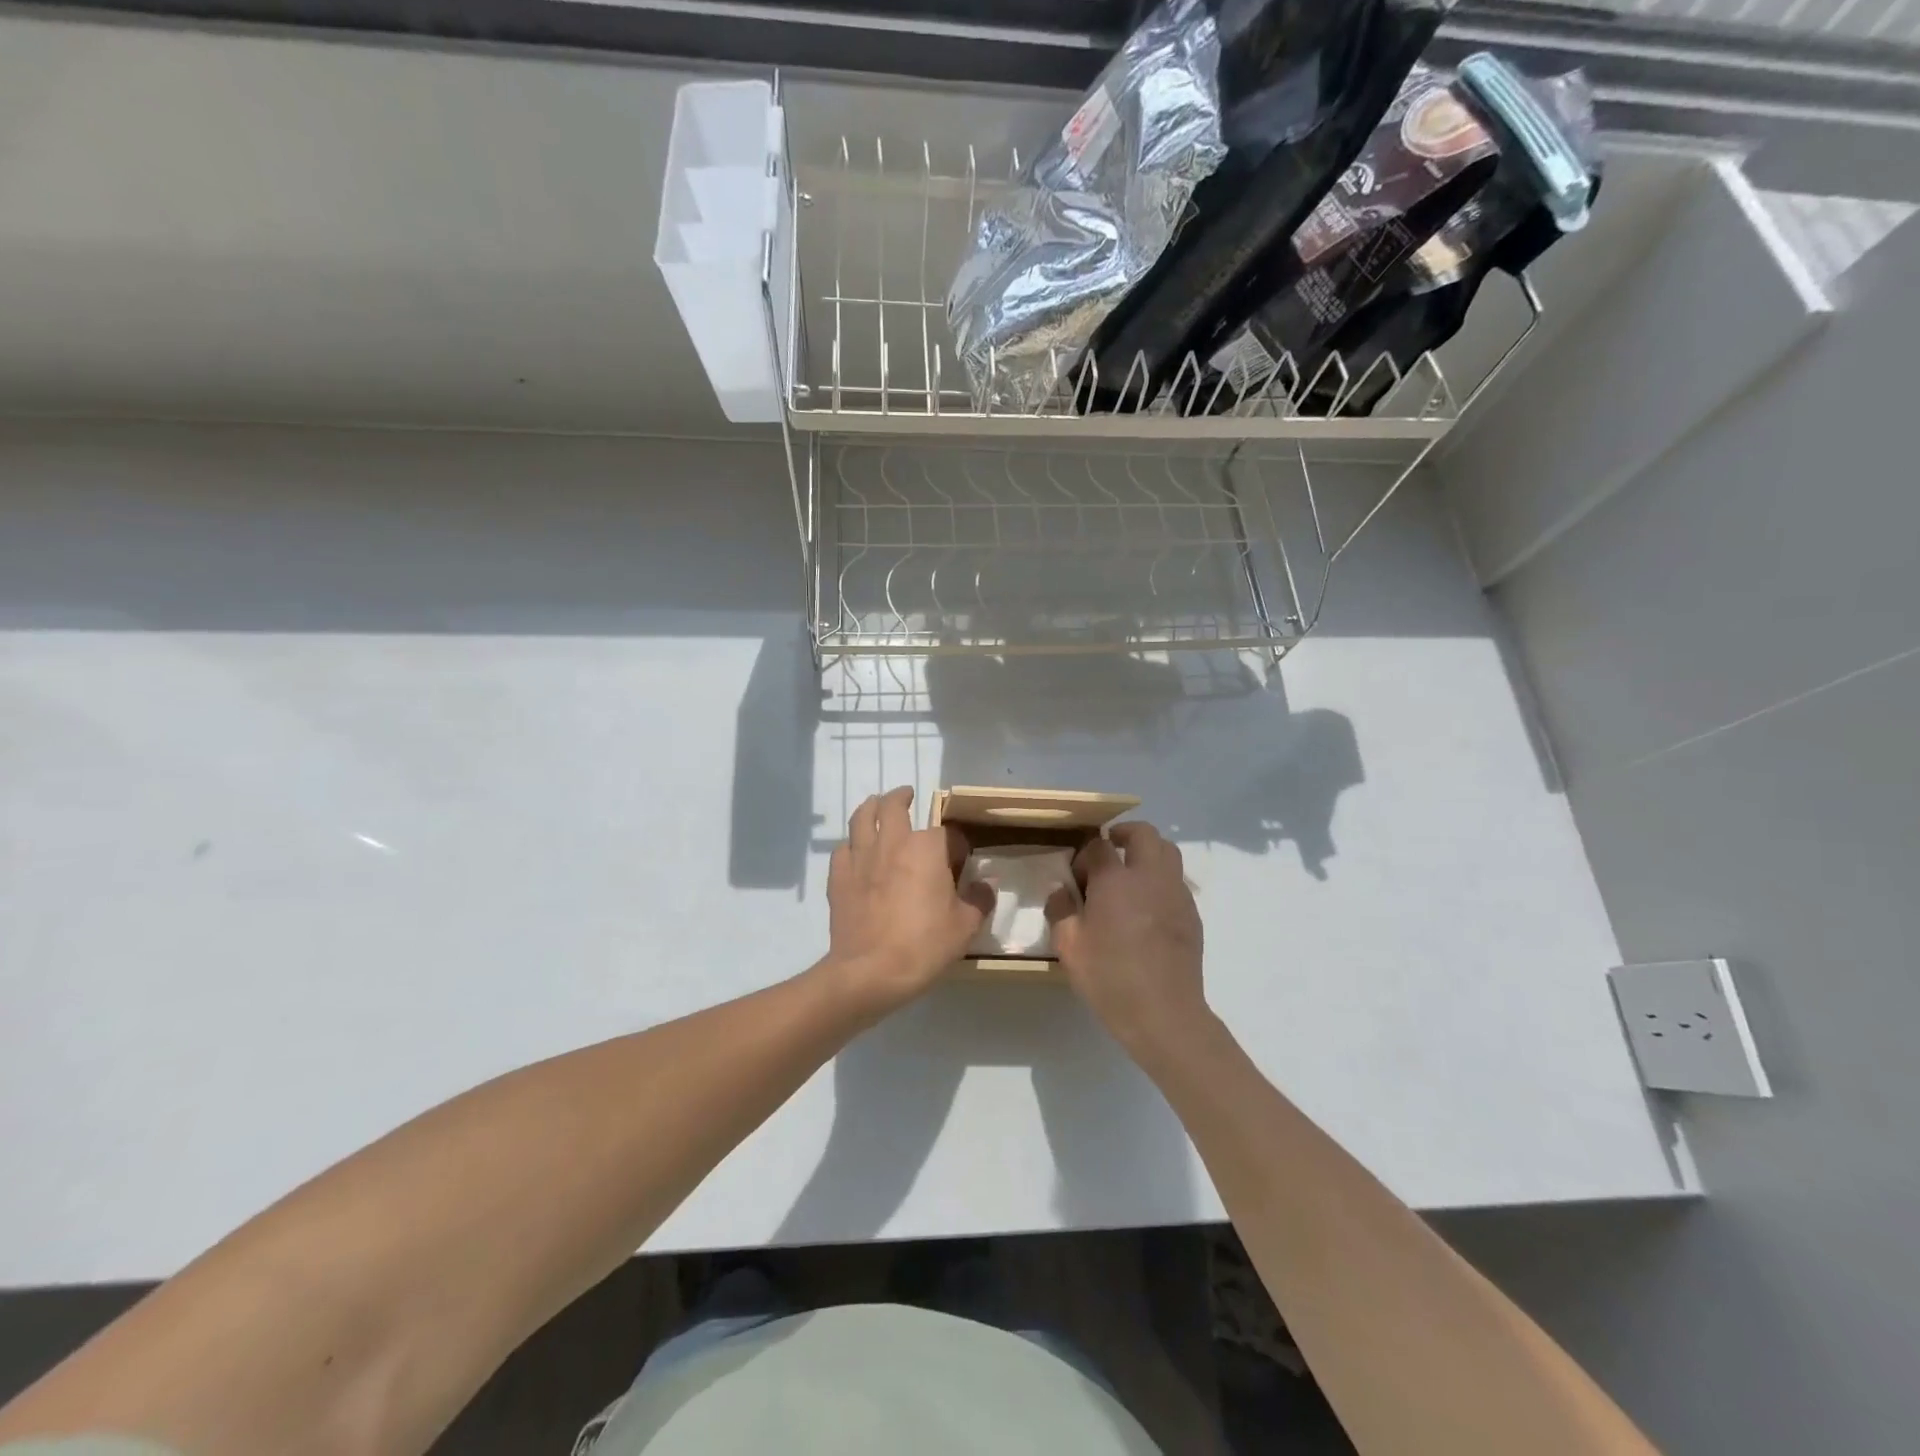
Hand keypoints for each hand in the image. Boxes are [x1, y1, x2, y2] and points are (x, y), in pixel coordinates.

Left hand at [823, 786, 994, 1015]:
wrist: (869, 972)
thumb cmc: (923, 945)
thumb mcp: (965, 926)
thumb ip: (980, 899)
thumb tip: (987, 884)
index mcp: (926, 848)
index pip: (947, 833)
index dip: (956, 845)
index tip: (960, 862)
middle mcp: (892, 842)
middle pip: (893, 806)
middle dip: (902, 797)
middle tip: (907, 796)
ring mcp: (860, 857)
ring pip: (861, 817)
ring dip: (871, 807)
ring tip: (876, 805)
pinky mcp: (838, 877)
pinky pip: (843, 849)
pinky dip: (852, 844)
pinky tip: (856, 852)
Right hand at [1047, 821, 1210, 1062]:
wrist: (1165, 1014)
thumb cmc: (1110, 978)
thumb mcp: (1069, 947)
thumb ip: (1060, 910)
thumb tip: (1059, 889)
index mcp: (1116, 880)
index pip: (1099, 845)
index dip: (1084, 854)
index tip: (1076, 877)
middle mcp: (1150, 877)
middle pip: (1143, 833)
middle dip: (1123, 834)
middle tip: (1107, 851)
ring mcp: (1176, 893)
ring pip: (1167, 851)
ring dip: (1147, 852)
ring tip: (1129, 875)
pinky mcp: (1192, 913)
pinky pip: (1176, 880)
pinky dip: (1160, 879)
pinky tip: (1147, 907)